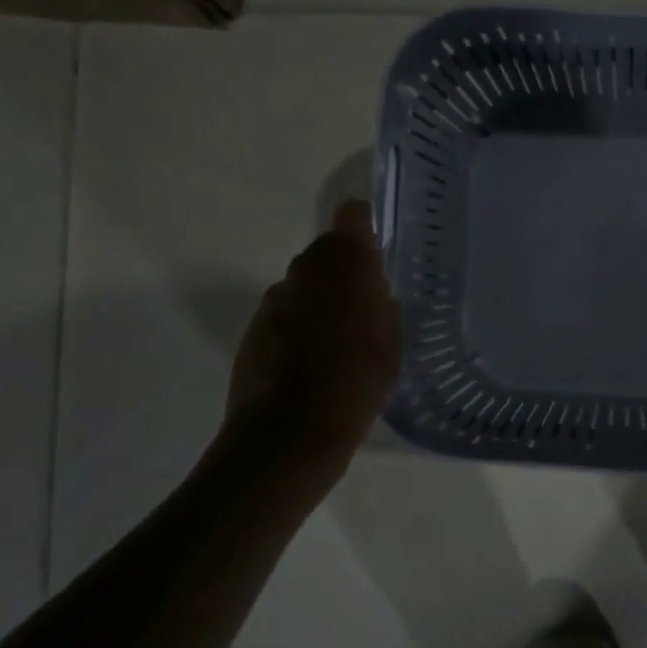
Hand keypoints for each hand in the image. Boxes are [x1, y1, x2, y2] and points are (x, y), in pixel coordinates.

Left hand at [227, 201, 401, 458]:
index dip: (364, 225)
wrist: (290, 431)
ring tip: (338, 340)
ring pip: (304, 284)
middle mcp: (306, 270)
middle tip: (364, 305)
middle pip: (326, 251)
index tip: (375, 247)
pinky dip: (298, 326)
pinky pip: (285, 313)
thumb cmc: (356, 382)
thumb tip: (371, 292)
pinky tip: (311, 361)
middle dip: (344, 270)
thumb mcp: (392, 342)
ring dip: (320, 299)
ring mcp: (275, 298)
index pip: (353, 217)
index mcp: (346, 264)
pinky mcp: (254, 327)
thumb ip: (382, 304)